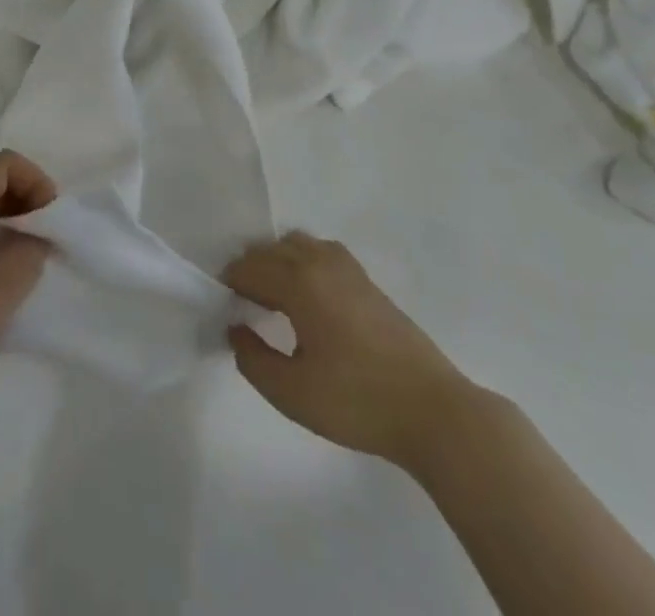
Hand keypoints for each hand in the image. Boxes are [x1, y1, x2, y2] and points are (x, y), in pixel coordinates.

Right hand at [224, 232, 472, 462]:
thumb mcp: (292, 393)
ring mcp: (347, 267)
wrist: (432, 410)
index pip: (249, 267)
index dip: (229, 284)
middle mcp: (320, 262)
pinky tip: (308, 299)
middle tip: (243, 307)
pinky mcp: (366, 280)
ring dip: (277, 262)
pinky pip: (320, 252)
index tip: (222, 308)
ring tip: (273, 300)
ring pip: (297, 244)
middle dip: (250, 270)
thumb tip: (236, 329)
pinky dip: (302, 263)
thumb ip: (253, 359)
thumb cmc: (357, 402)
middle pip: (270, 249)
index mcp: (300, 282)